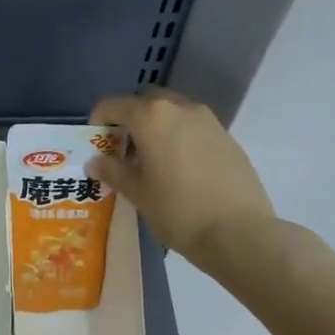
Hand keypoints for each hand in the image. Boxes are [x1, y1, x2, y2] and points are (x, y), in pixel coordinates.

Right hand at [88, 89, 275, 271]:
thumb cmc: (178, 210)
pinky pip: (193, 128)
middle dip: (130, 120)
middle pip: (145, 102)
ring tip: (152, 163)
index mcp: (151, 117)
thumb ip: (113, 171)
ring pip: (172, 112)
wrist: (238, 232)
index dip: (99, 121)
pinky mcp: (227, 137)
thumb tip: (95, 161)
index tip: (97, 145)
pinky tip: (180, 171)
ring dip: (156, 128)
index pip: (113, 105)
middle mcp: (180, 108)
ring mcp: (208, 120)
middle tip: (124, 152)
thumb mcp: (138, 193)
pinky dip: (179, 138)